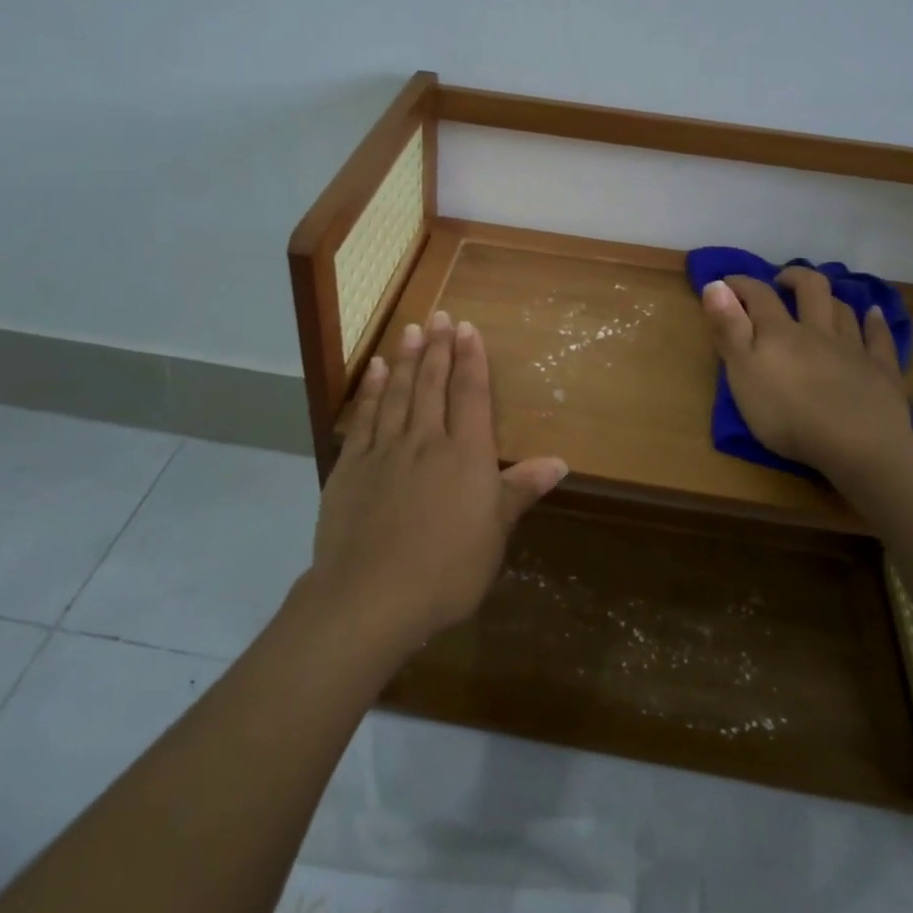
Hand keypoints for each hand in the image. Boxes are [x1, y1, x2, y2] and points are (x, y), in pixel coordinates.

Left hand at [308, 311, 568, 653]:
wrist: (371, 596)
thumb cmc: (447, 570)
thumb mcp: (495, 534)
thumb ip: (521, 490)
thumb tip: (560, 461)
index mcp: (465, 454)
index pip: (470, 394)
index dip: (471, 359)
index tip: (468, 329)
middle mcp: (426, 440)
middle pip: (433, 384)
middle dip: (440, 348)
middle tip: (441, 315)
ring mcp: (384, 450)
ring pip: (399, 392)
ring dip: (407, 358)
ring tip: (413, 329)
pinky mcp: (352, 466)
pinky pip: (365, 418)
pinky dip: (372, 390)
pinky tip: (376, 370)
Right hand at [700, 269, 912, 478]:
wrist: (857, 446)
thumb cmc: (787, 415)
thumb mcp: (742, 373)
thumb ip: (729, 329)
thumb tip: (715, 285)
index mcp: (780, 332)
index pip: (759, 295)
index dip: (741, 284)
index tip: (727, 282)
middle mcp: (817, 331)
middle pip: (811, 289)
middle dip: (794, 278)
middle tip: (781, 280)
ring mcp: (853, 348)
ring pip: (843, 311)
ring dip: (831, 298)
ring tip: (822, 300)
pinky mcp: (881, 371)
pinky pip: (879, 338)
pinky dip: (875, 322)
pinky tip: (874, 314)